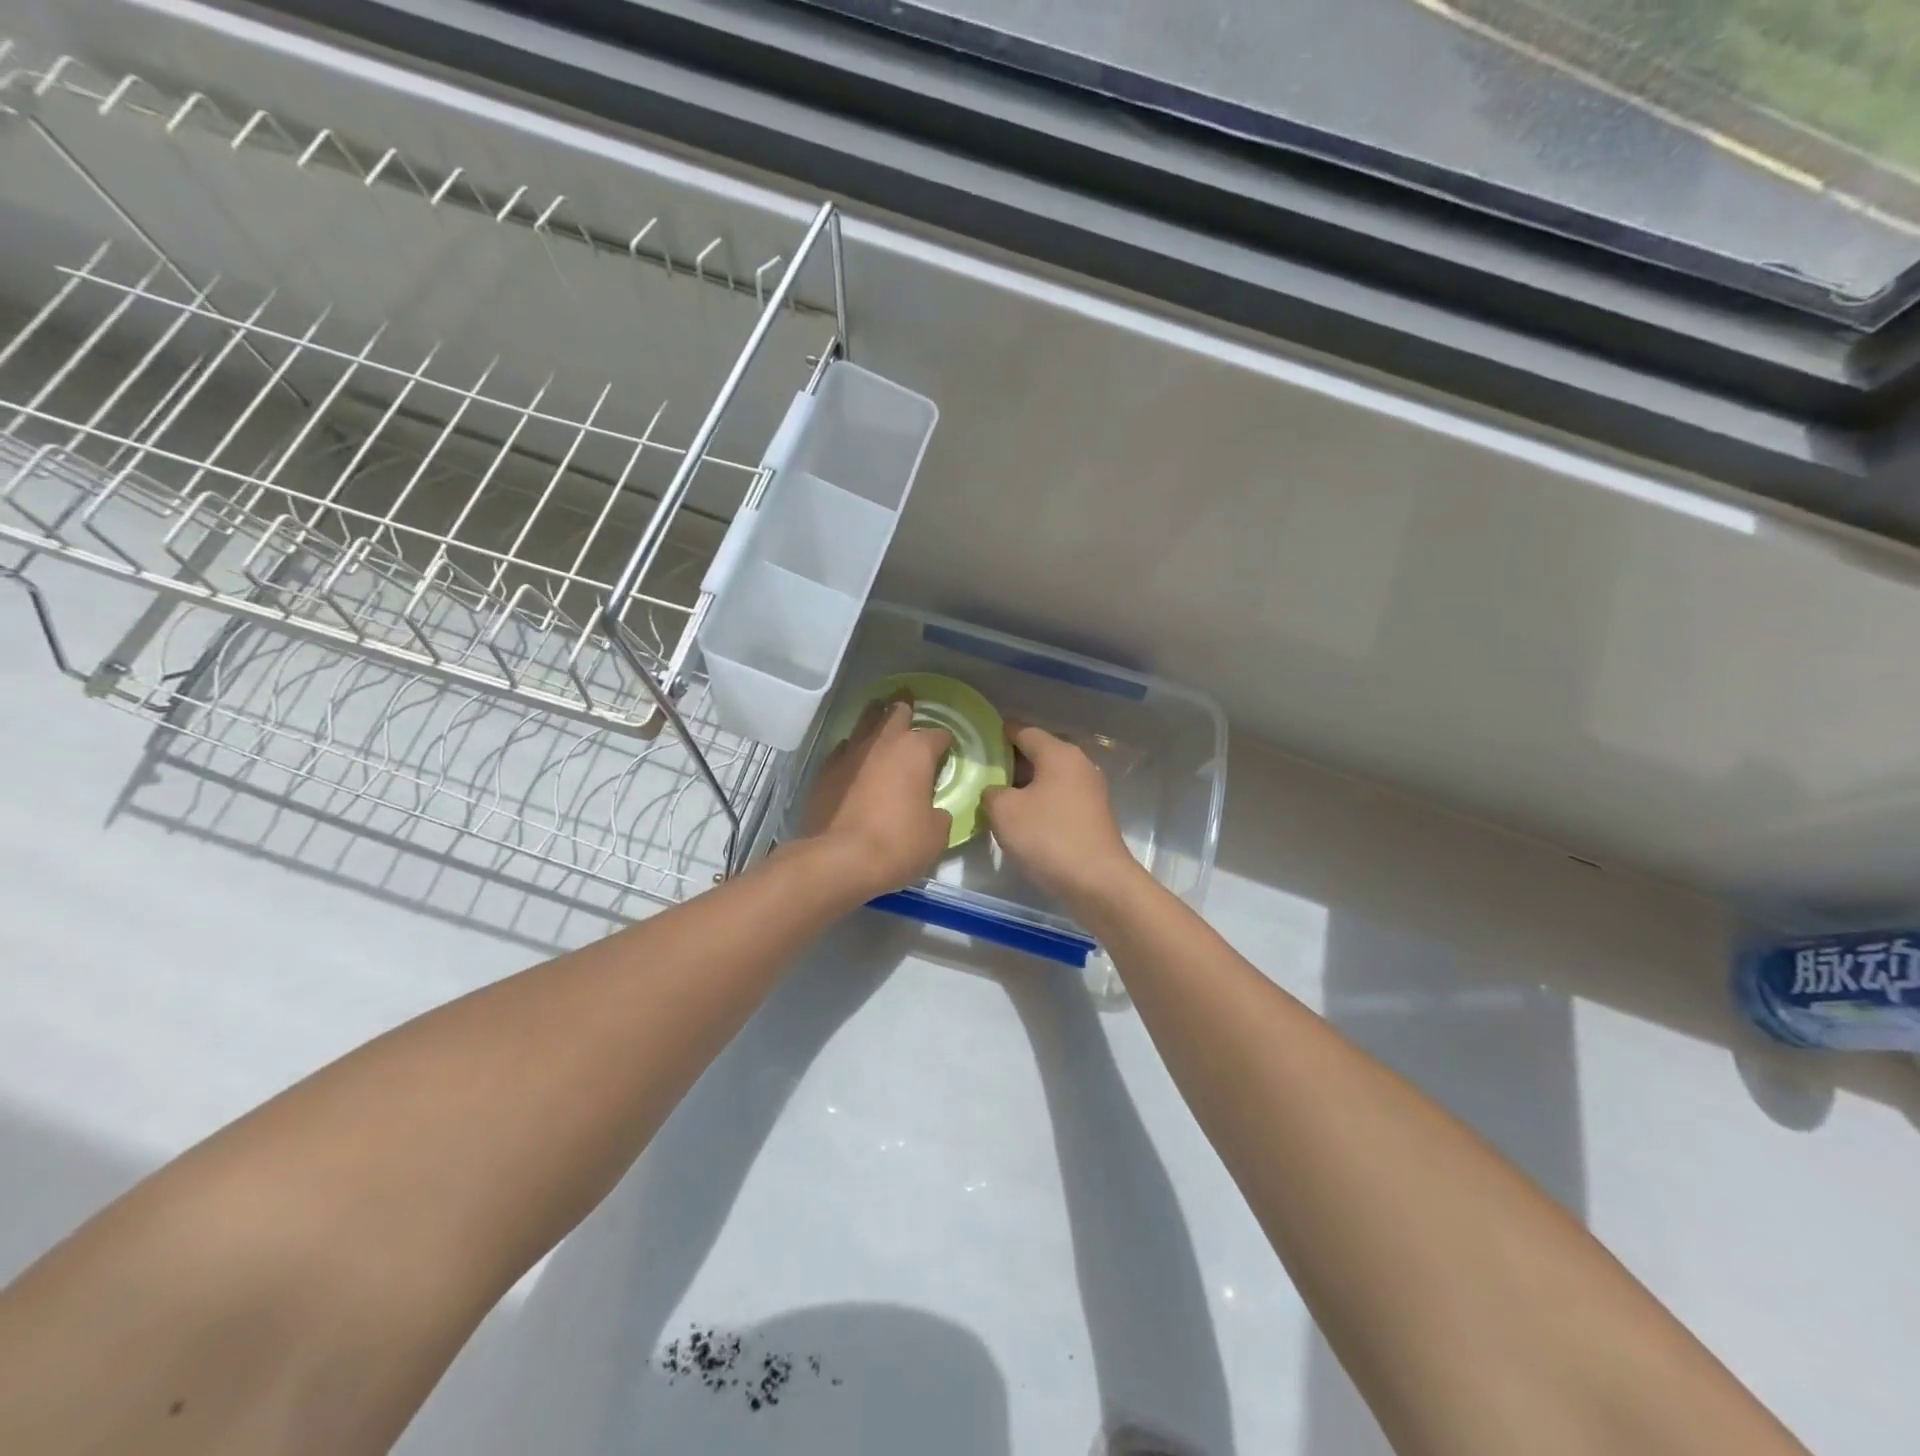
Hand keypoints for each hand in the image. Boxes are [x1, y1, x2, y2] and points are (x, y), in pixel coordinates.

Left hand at [799, 697, 953, 897]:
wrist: (838, 859)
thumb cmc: (897, 844)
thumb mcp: (936, 835)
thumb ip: (939, 814)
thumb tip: (934, 810)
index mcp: (916, 751)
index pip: (938, 735)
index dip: (945, 742)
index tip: (947, 751)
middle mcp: (883, 742)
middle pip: (896, 712)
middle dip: (906, 709)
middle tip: (910, 710)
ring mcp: (850, 753)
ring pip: (865, 722)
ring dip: (876, 720)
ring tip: (880, 720)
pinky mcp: (825, 770)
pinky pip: (844, 749)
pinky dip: (853, 750)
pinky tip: (855, 759)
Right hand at [981, 723, 1142, 904]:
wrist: (1098, 882)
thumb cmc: (1048, 837)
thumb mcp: (1004, 811)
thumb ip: (991, 792)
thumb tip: (996, 791)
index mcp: (1059, 753)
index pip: (1024, 731)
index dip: (999, 734)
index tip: (978, 742)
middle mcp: (1079, 764)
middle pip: (1039, 753)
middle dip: (1010, 761)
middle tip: (982, 773)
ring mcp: (1090, 790)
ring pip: (1049, 777)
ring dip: (1025, 785)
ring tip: (997, 798)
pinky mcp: (1093, 815)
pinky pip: (1059, 797)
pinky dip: (1040, 802)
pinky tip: (1022, 819)